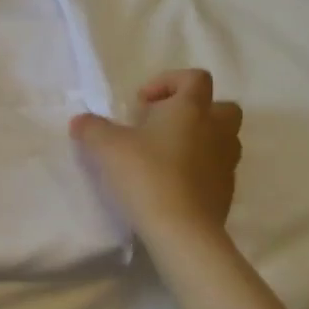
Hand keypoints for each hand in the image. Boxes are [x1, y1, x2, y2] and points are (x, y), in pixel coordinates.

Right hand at [70, 69, 242, 237]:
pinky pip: (217, 169)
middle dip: (195, 111)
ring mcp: (226, 162)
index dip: (169, 82)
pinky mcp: (227, 192)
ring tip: (166, 155)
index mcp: (191, 109)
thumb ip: (92, 128)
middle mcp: (216, 130)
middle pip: (221, 106)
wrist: (181, 230)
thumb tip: (81, 121)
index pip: (195, 78)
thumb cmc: (146, 174)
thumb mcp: (106, 147)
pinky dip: (200, 169)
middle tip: (162, 126)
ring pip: (223, 139)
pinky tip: (172, 183)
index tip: (143, 103)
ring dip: (200, 140)